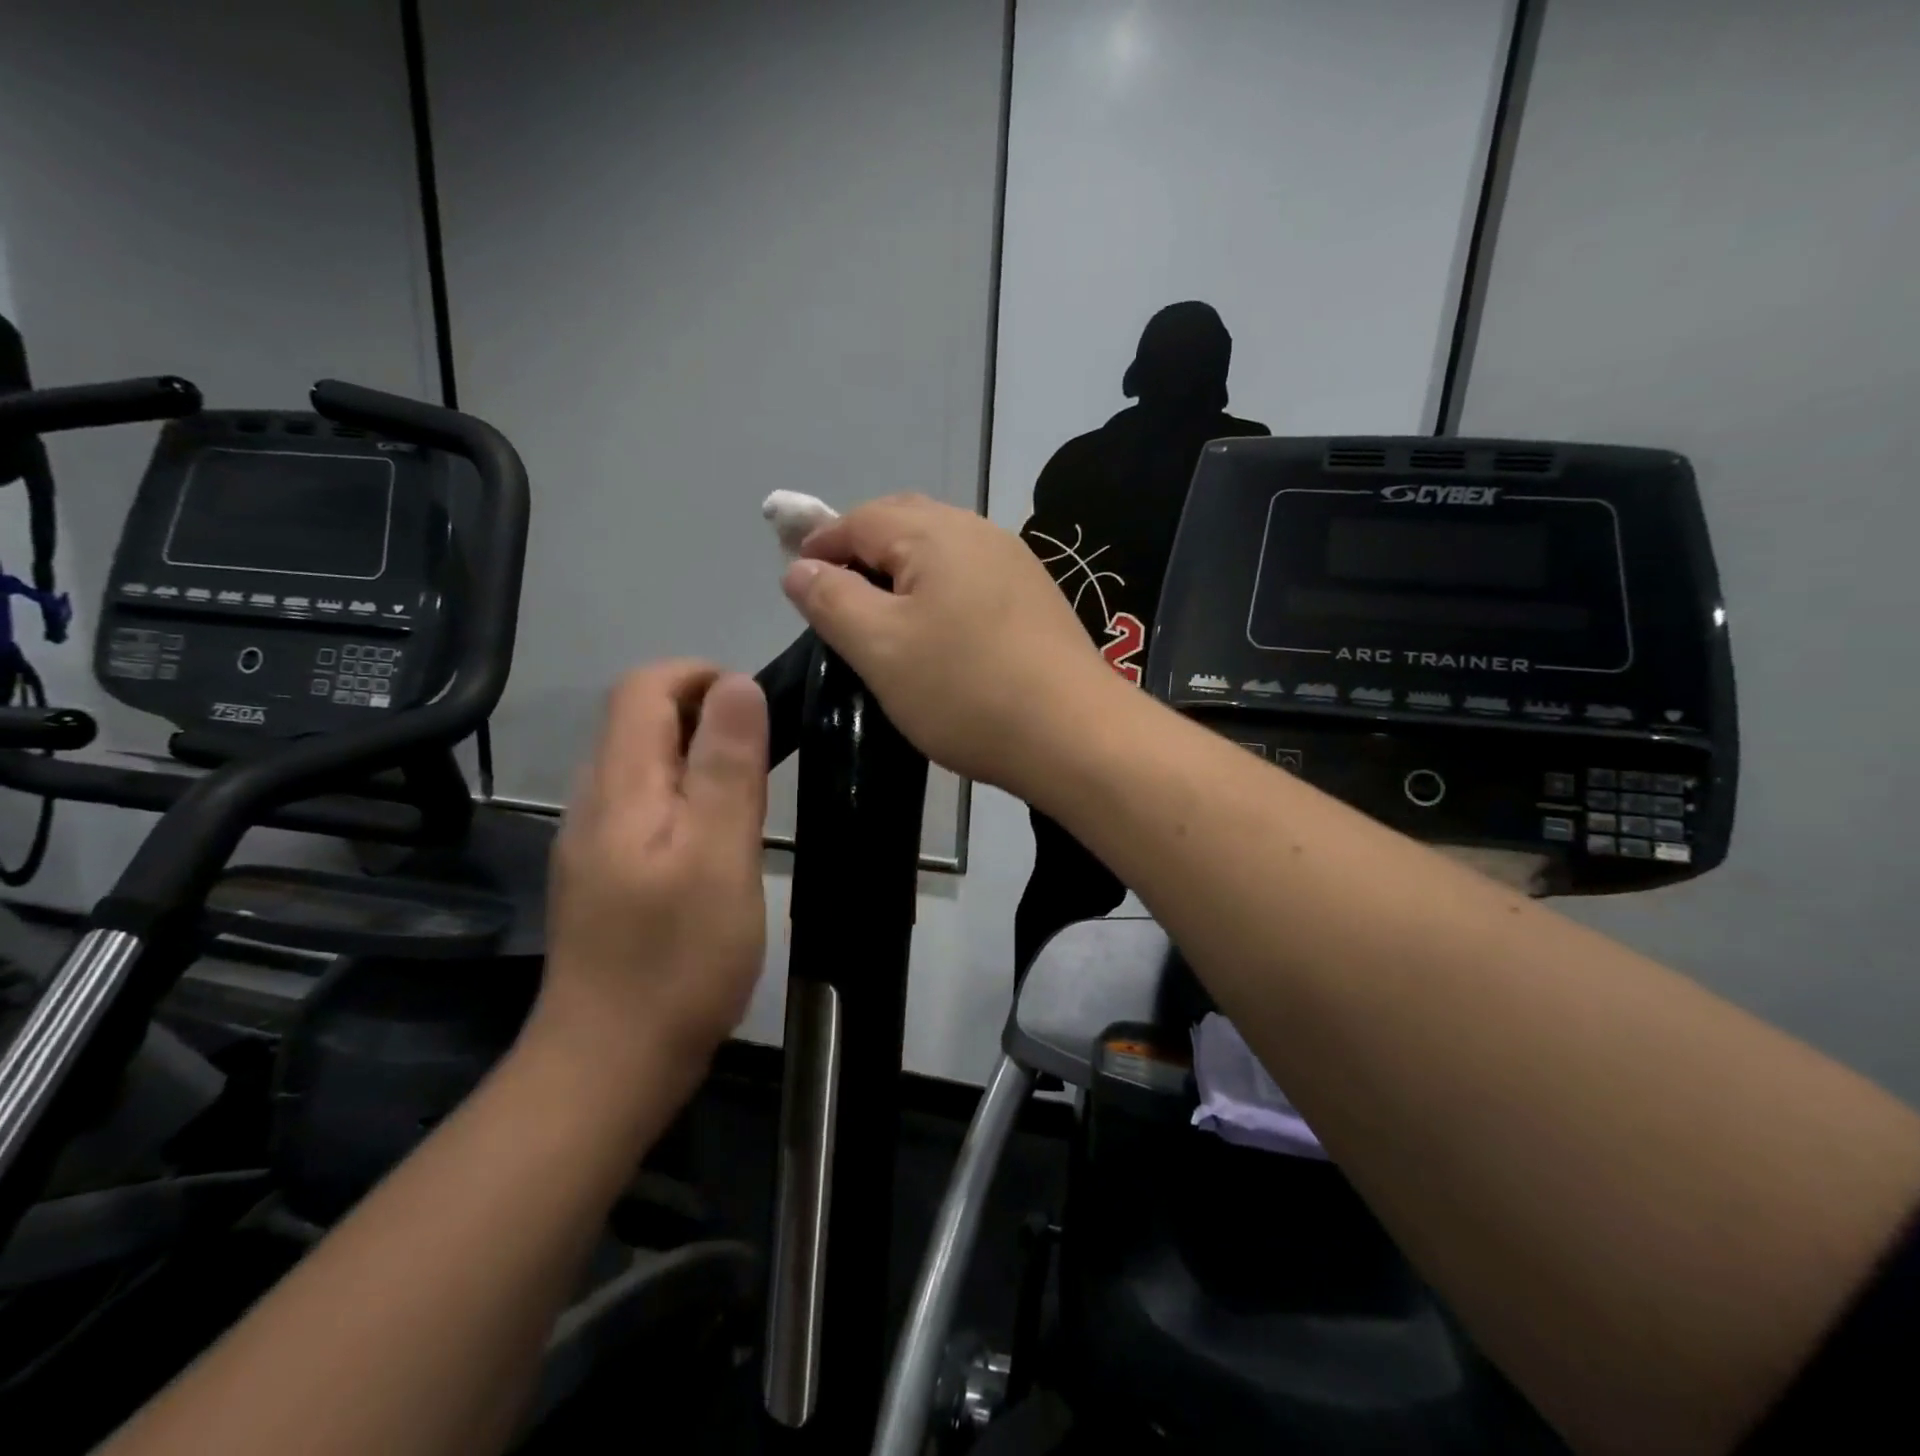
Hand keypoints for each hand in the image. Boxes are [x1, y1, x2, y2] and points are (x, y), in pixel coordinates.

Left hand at [530, 662, 768, 1098]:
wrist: (611, 1063)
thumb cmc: (678, 960)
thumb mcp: (719, 856)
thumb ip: (727, 766)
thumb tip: (736, 683)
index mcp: (619, 787)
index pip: (642, 687)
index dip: (699, 676)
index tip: (756, 709)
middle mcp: (594, 801)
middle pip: (638, 719)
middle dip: (703, 713)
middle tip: (764, 757)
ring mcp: (593, 840)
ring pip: (642, 763)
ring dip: (696, 755)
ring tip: (748, 795)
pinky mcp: (604, 873)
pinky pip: (643, 804)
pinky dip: (684, 795)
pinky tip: (716, 840)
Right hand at [781, 494, 1121, 792]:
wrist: (1074, 735)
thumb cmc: (965, 690)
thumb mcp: (880, 647)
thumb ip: (831, 600)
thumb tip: (799, 567)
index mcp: (936, 534)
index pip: (861, 519)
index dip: (821, 543)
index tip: (796, 579)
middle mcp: (980, 532)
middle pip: (905, 523)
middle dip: (863, 550)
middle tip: (837, 593)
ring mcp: (1016, 565)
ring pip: (942, 551)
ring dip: (903, 571)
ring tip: (883, 615)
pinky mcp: (1036, 600)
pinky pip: (971, 578)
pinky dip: (939, 592)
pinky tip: (939, 630)